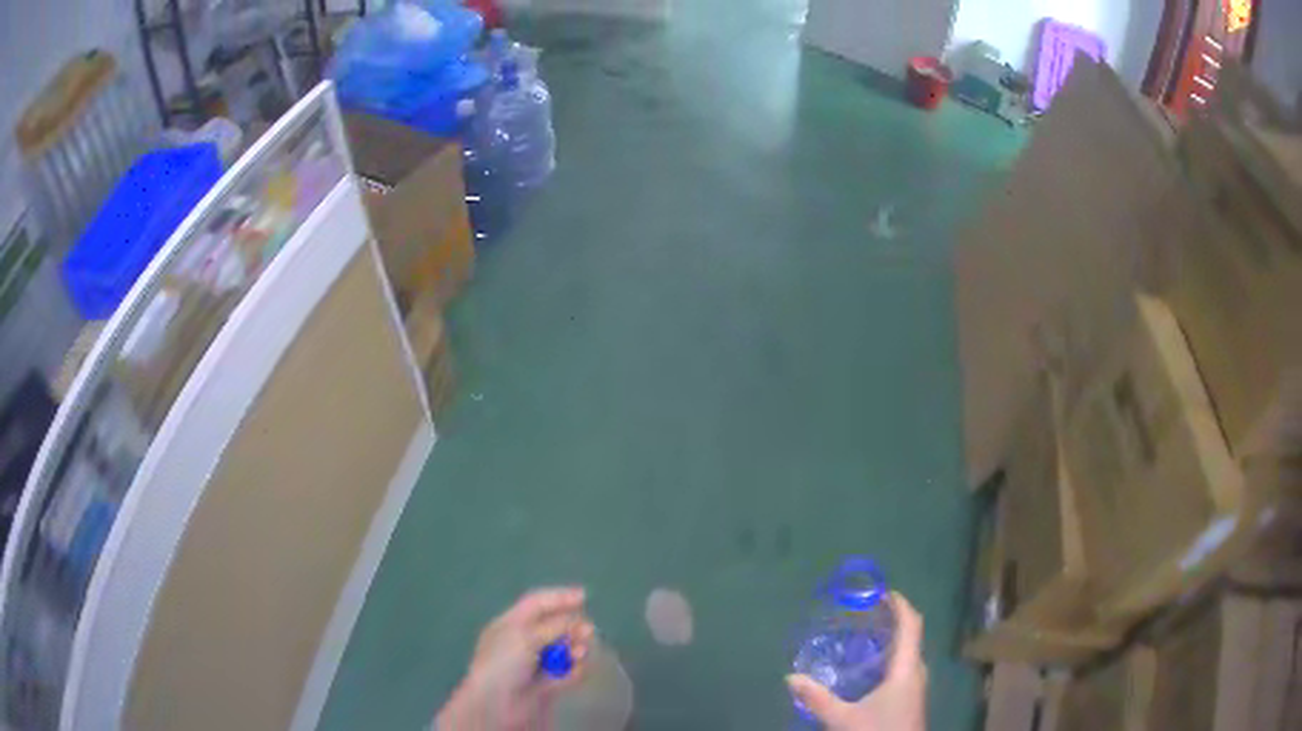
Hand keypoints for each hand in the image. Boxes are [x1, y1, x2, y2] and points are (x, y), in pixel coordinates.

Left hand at [435, 587, 595, 730]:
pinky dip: (574, 670)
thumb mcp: (526, 636)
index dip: (559, 598)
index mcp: (510, 624)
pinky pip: (566, 672)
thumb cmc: (503, 662)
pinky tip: (577, 670)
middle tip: (588, 631)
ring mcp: (535, 664)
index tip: (584, 596)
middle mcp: (522, 641)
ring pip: (563, 650)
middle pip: (553, 627)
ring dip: (574, 649)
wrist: (497, 704)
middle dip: (572, 627)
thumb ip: (554, 626)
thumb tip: (577, 621)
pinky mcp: (545, 684)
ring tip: (580, 653)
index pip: (536, 604)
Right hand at [786, 593, 927, 730]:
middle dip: (893, 621)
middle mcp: (916, 672)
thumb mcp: (843, 719)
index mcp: (906, 668)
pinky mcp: (912, 698)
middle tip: (866, 614)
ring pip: (908, 653)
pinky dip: (891, 657)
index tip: (882, 592)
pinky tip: (870, 670)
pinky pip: (905, 667)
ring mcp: (916, 686)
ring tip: (865, 638)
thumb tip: (790, 677)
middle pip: (911, 636)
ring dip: (892, 640)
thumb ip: (817, 698)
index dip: (900, 604)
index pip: (911, 624)